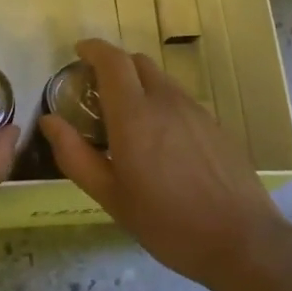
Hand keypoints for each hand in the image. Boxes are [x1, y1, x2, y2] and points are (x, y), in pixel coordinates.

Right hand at [40, 37, 291, 290]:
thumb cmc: (166, 222)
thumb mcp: (110, 196)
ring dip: (138, 85)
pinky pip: (180, 100)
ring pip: (161, 80)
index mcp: (135, 115)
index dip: (93, 49)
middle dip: (113, 66)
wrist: (241, 240)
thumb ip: (75, 155)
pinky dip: (160, 103)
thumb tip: (50, 121)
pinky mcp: (215, 126)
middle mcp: (166, 102)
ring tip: (126, 119)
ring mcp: (196, 111)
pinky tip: (160, 141)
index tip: (78, 52)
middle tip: (96, 92)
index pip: (112, 61)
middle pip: (138, 63)